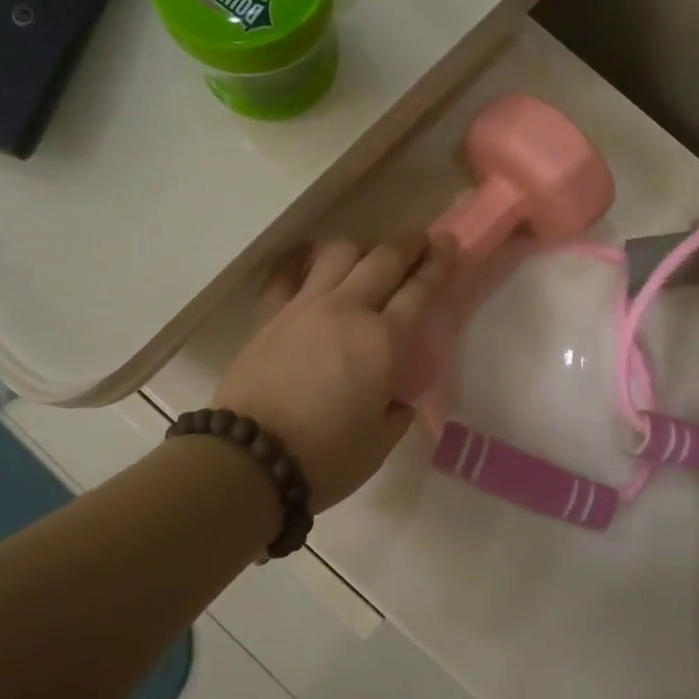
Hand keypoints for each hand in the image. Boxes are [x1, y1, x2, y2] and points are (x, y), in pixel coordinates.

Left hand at [215, 233, 455, 509]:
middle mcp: (347, 311)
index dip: (438, 263)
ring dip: (361, 247)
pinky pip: (286, 274)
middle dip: (407, 244)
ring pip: (337, 254)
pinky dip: (301, 262)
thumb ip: (394, 411)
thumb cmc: (325, 458)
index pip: (419, 289)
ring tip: (368, 255)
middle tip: (420, 239)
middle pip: (383, 260)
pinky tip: (308, 261)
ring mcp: (304, 307)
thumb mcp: (379, 442)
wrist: (250, 459)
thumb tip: (393, 398)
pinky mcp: (270, 315)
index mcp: (383, 342)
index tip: (448, 242)